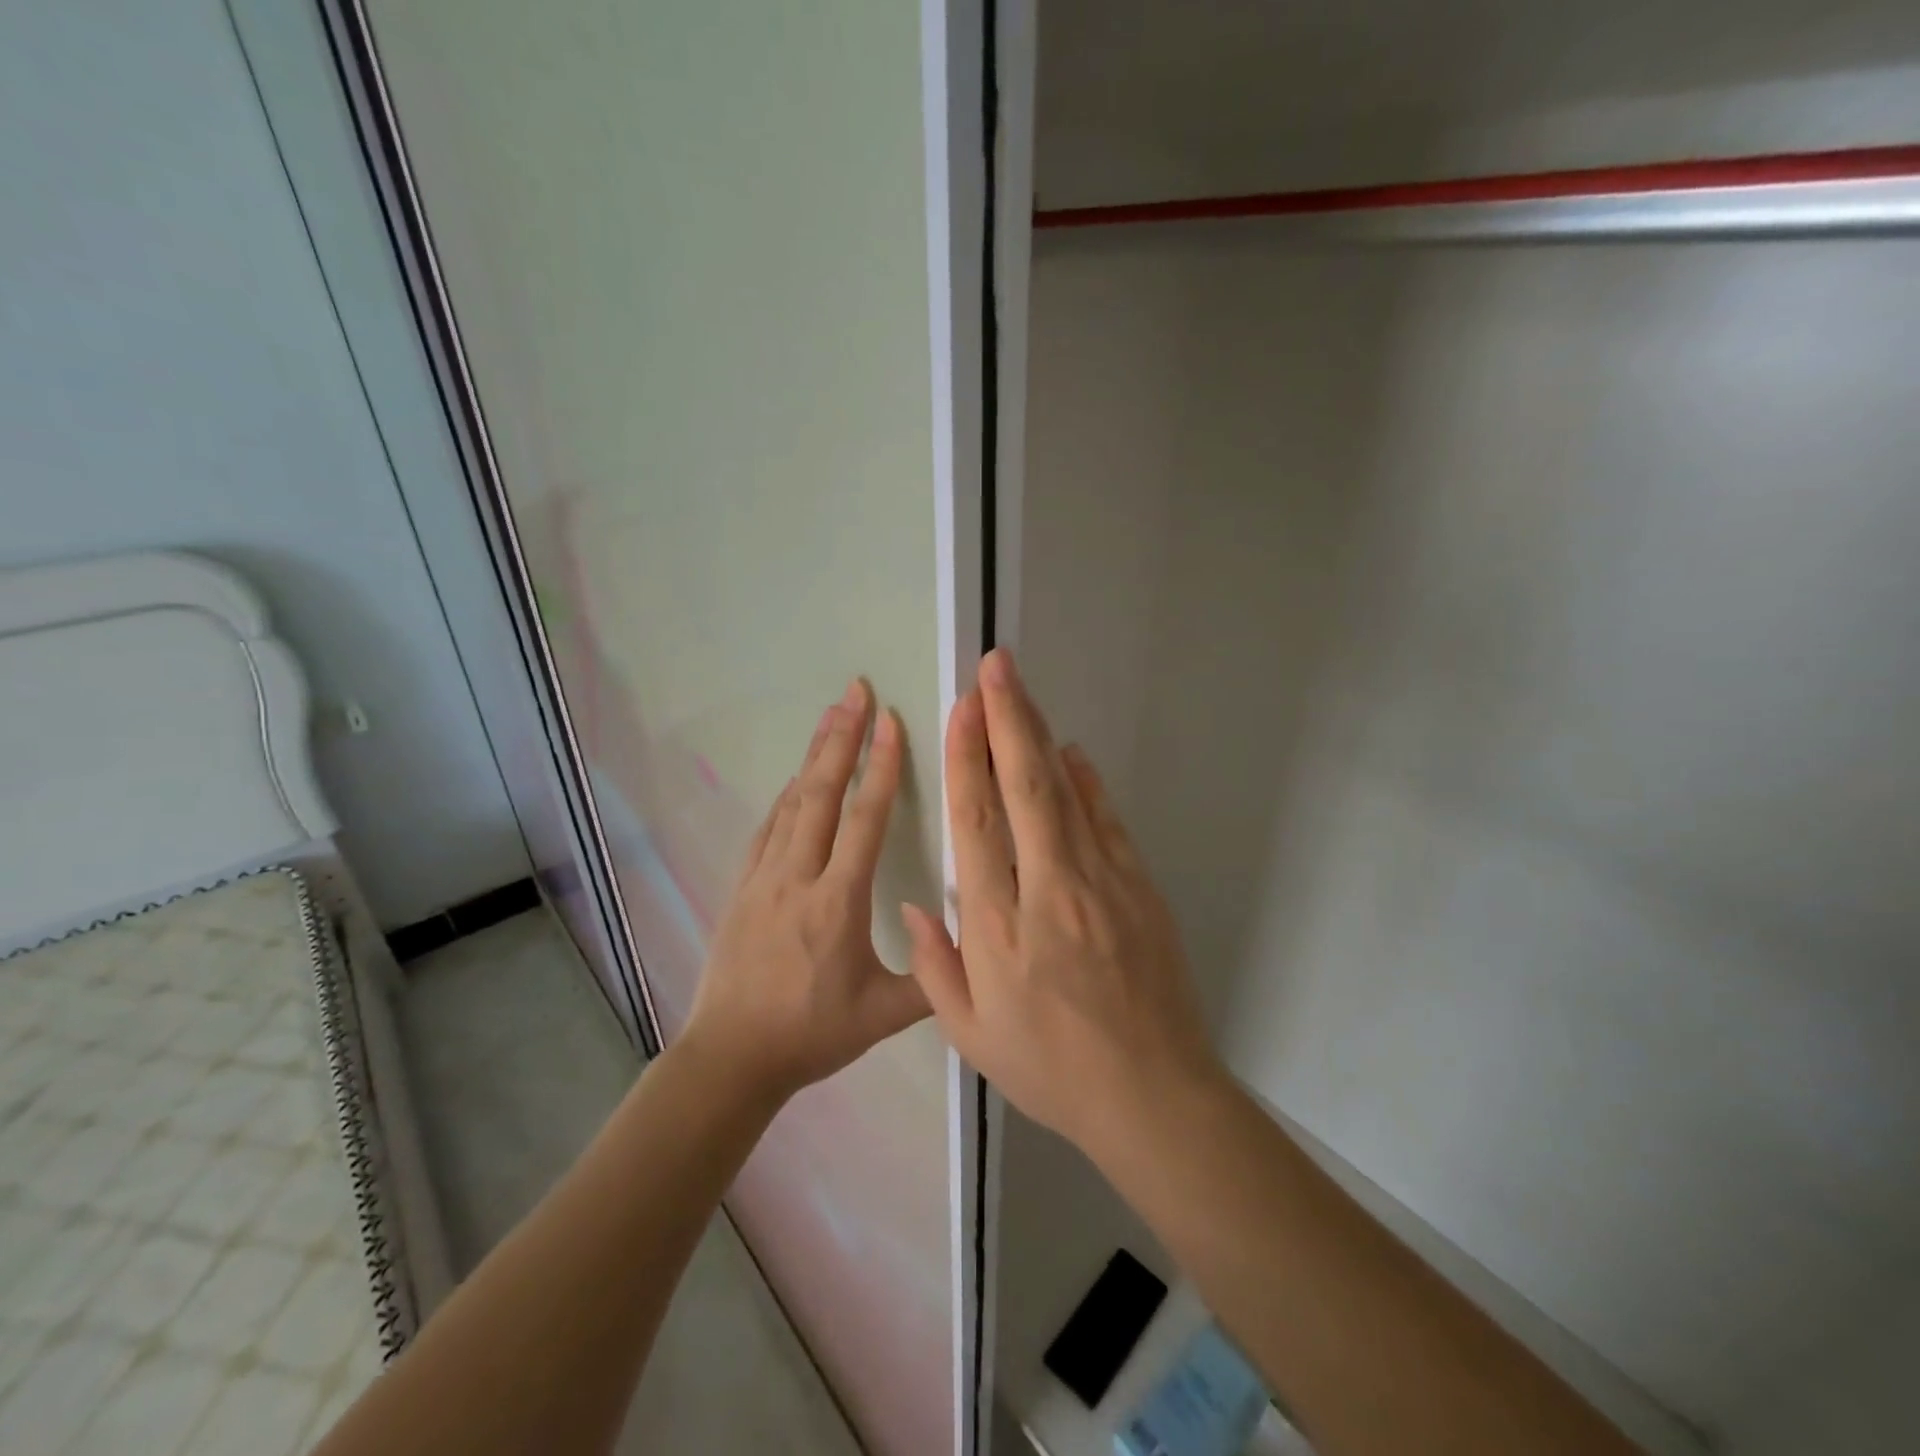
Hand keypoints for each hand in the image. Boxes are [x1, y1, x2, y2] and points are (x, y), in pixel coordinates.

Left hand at [682, 679, 930, 1102]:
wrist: (730, 1057)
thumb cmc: (811, 1034)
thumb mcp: (884, 1016)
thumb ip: (935, 979)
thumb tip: (976, 940)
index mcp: (837, 901)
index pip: (865, 820)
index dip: (882, 767)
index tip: (890, 722)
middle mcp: (798, 877)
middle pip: (822, 793)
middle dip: (841, 738)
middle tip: (854, 691)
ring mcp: (763, 879)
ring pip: (792, 803)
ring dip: (814, 757)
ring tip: (829, 716)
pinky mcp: (742, 887)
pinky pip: (769, 829)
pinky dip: (787, 797)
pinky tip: (796, 781)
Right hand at [903, 649, 1220, 1155]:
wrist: (1152, 1096)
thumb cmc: (1051, 1070)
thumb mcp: (972, 1036)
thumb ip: (936, 966)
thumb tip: (915, 903)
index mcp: (998, 927)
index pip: (976, 824)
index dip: (965, 760)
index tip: (959, 712)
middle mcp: (1048, 890)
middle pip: (1023, 789)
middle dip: (1006, 720)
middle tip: (995, 667)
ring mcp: (1101, 884)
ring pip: (1064, 793)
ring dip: (1040, 736)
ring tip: (1021, 690)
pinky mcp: (1139, 888)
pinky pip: (1107, 821)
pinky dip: (1087, 781)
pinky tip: (1071, 752)